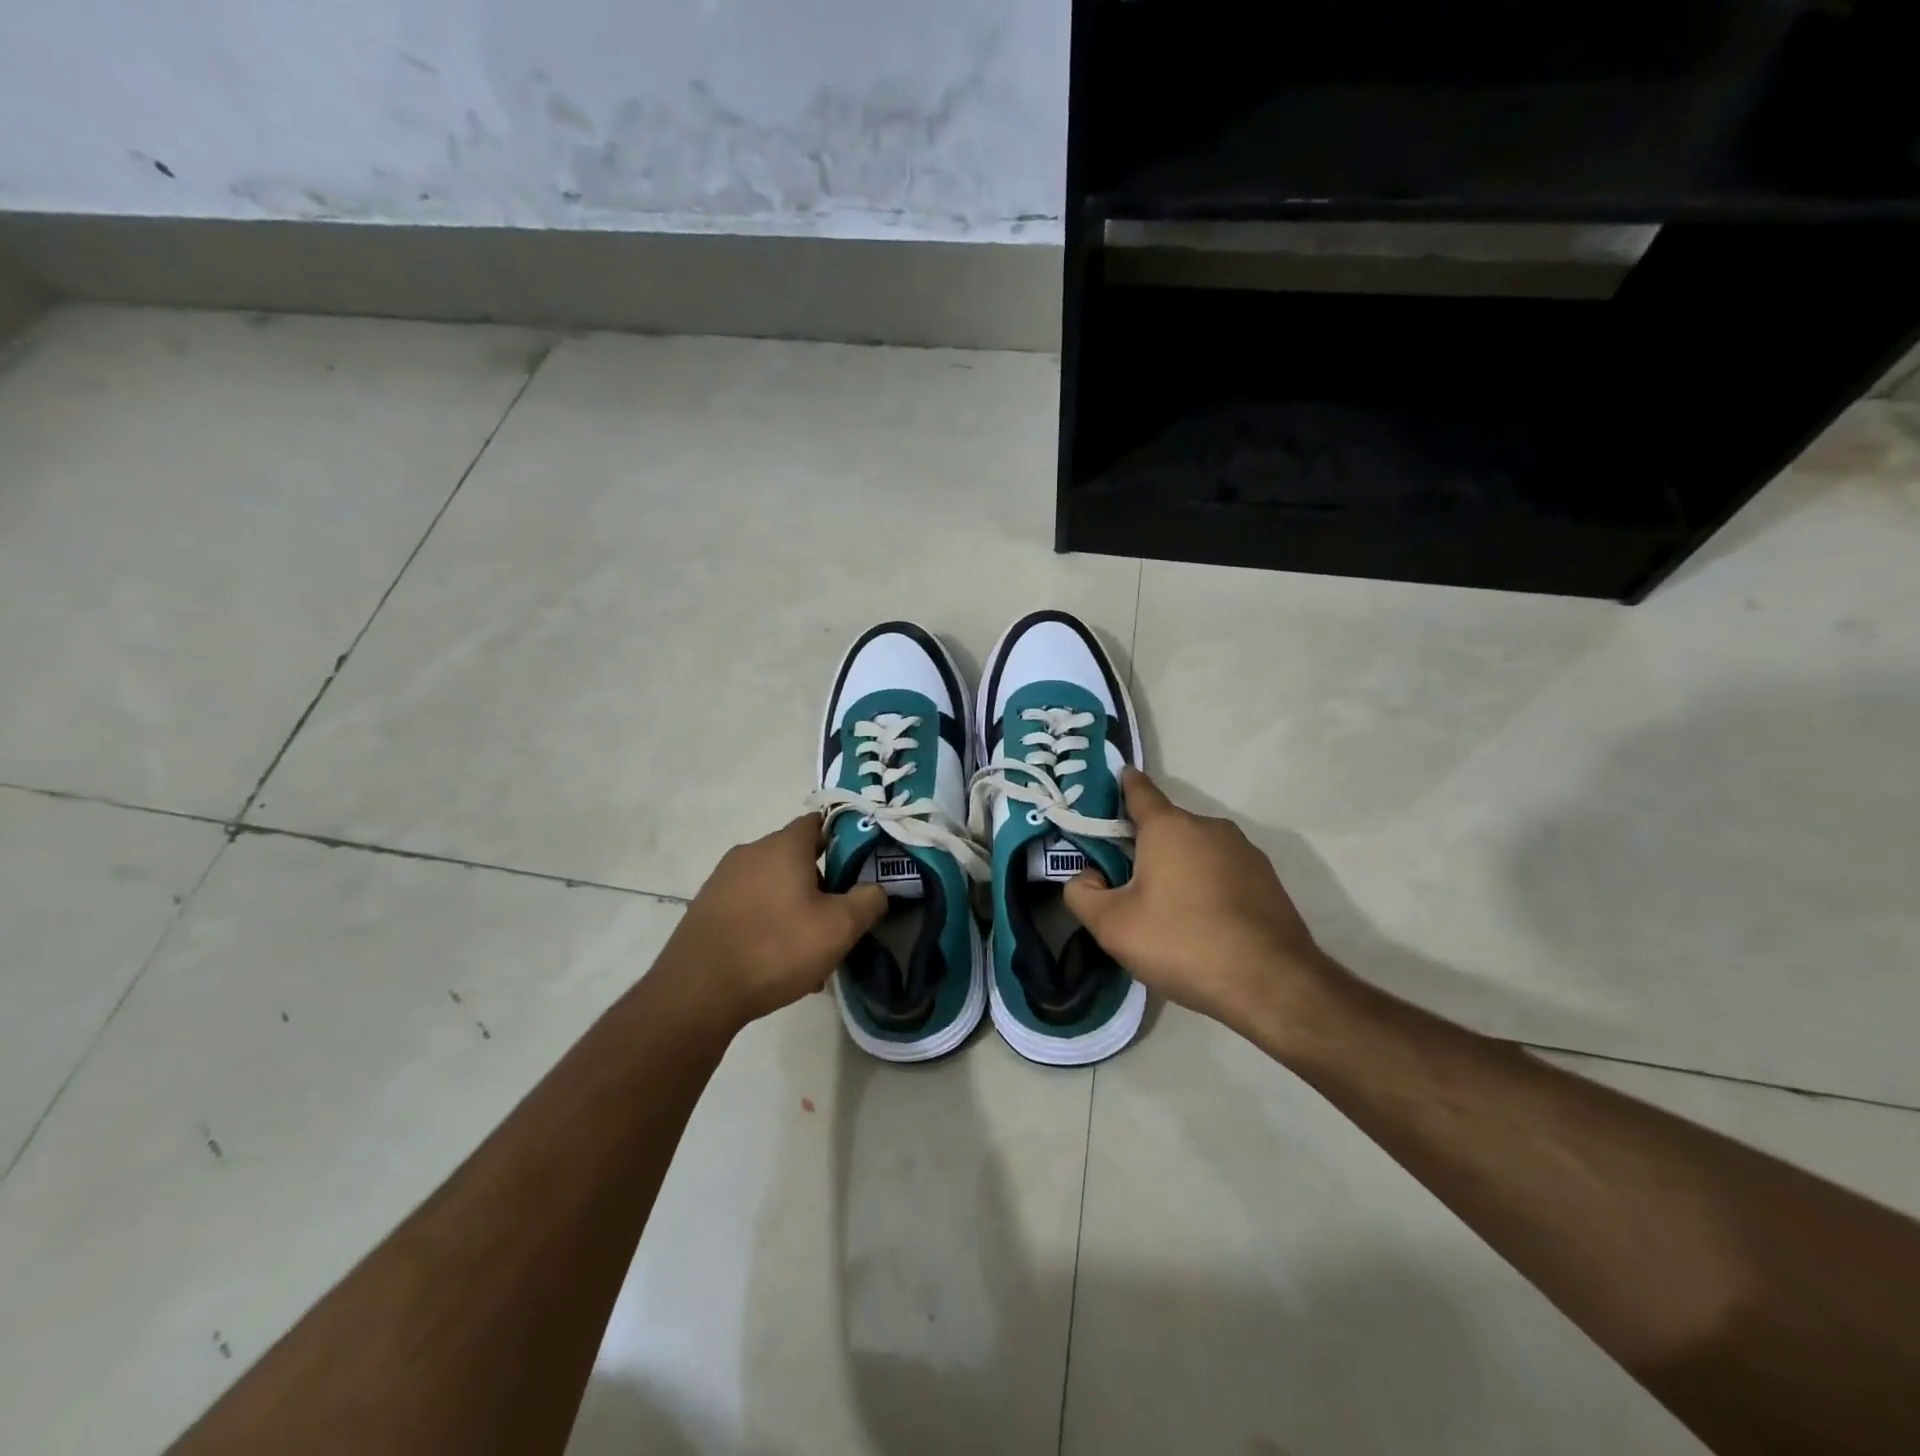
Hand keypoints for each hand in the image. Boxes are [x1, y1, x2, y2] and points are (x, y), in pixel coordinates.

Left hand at [660, 814, 886, 1030]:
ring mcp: (723, 880)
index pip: (819, 822)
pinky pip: (750, 906)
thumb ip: (868, 901)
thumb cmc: (776, 948)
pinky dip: (768, 924)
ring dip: (795, 909)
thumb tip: (877, 888)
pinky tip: (776, 962)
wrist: (698, 991)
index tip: (861, 866)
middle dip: (821, 884)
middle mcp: (750, 852)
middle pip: (797, 857)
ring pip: (773, 886)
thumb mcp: (839, 928)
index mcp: (783, 846)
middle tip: (838, 918)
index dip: (844, 839)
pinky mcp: (706, 908)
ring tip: (809, 951)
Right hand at [1064, 770, 1333, 1030]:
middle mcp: (1209, 827)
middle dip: (1143, 847)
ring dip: (1177, 869)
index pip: (1139, 790)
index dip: (1120, 786)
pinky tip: (1202, 924)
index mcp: (1169, 827)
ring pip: (1195, 851)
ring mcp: (1244, 852)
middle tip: (1125, 884)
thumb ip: (1082, 893)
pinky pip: (1222, 872)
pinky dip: (1206, 887)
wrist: (1272, 984)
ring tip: (1166, 912)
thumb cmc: (1183, 943)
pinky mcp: (1267, 879)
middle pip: (1165, 827)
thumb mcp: (1112, 926)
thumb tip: (1087, 876)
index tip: (1108, 787)